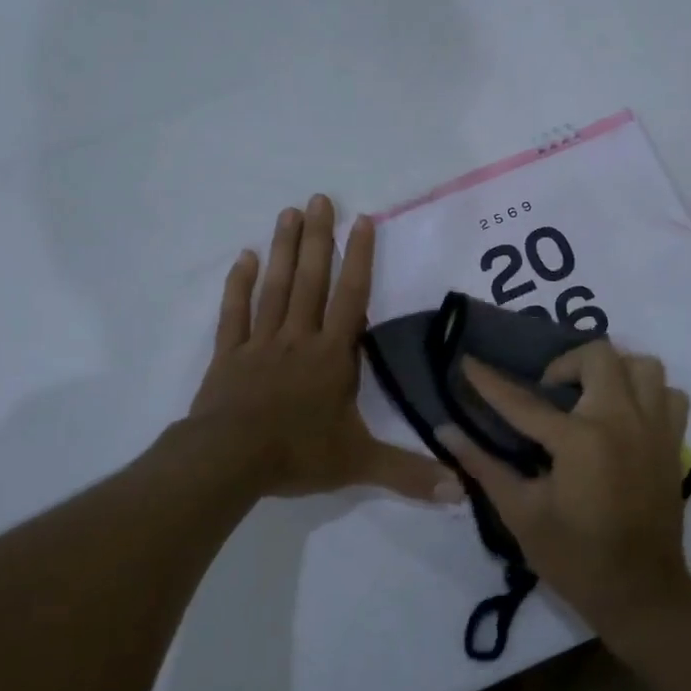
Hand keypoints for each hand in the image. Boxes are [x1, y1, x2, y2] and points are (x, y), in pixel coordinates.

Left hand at [191, 194, 459, 504]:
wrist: (228, 460)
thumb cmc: (296, 454)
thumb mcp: (359, 464)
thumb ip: (409, 474)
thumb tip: (461, 492)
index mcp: (332, 355)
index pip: (351, 298)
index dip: (358, 258)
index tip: (362, 220)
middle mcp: (298, 338)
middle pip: (311, 280)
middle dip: (318, 238)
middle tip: (320, 198)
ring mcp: (260, 343)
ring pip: (275, 287)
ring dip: (283, 249)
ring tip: (287, 213)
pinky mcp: (229, 354)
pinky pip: (235, 313)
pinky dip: (238, 285)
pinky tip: (243, 258)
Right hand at [441, 343, 690, 639]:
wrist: (642, 595)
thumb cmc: (575, 558)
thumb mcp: (521, 514)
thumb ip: (483, 466)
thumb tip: (445, 430)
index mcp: (580, 441)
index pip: (523, 401)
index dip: (489, 380)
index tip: (469, 361)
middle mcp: (621, 421)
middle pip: (597, 356)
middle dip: (565, 364)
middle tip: (549, 392)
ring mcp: (655, 428)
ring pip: (642, 365)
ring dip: (613, 370)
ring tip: (591, 394)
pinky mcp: (675, 442)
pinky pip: (670, 394)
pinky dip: (648, 393)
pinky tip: (626, 413)